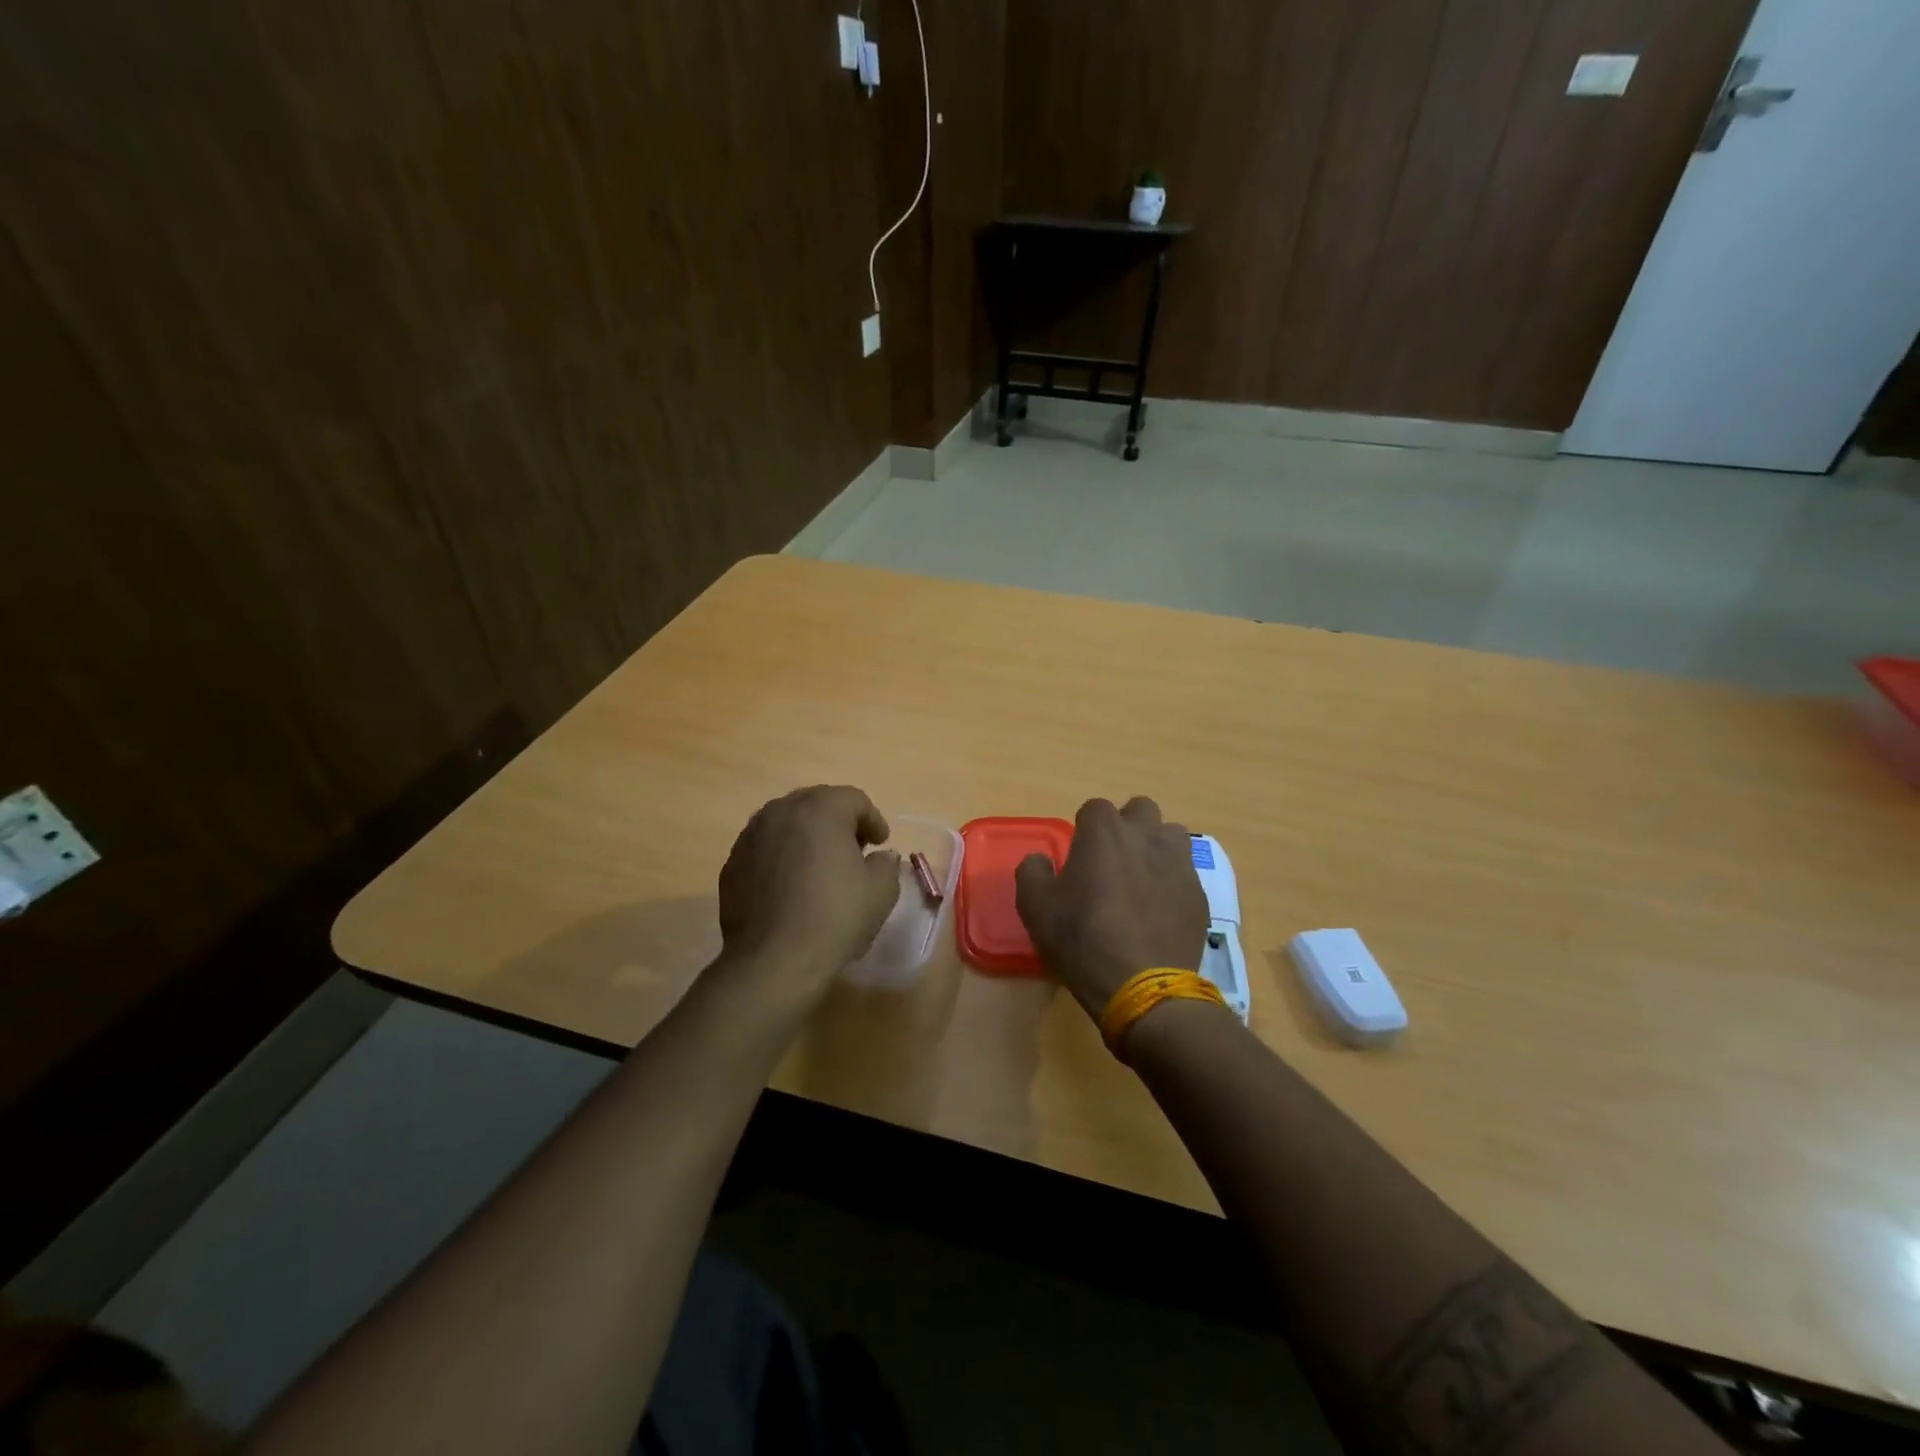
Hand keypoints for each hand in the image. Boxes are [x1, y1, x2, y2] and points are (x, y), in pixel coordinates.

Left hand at [716, 785, 900, 999]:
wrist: (773, 961)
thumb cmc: (835, 917)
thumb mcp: (881, 891)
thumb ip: (885, 863)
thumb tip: (878, 856)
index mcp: (820, 809)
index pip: (853, 799)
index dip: (873, 819)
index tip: (881, 843)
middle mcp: (781, 812)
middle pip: (816, 803)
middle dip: (838, 821)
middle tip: (854, 849)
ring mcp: (750, 836)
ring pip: (786, 823)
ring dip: (807, 836)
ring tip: (819, 865)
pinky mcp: (732, 864)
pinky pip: (764, 848)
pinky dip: (781, 856)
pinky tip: (791, 885)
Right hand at [1015, 796, 1209, 1016]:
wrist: (1143, 986)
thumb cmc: (1082, 939)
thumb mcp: (1035, 906)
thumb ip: (1032, 871)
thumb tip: (1041, 860)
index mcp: (1104, 832)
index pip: (1094, 808)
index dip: (1085, 829)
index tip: (1079, 857)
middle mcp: (1146, 836)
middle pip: (1141, 810)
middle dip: (1127, 827)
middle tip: (1112, 861)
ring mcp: (1178, 863)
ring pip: (1172, 835)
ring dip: (1156, 848)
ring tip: (1142, 880)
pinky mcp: (1199, 894)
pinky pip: (1185, 874)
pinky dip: (1172, 883)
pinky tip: (1159, 912)